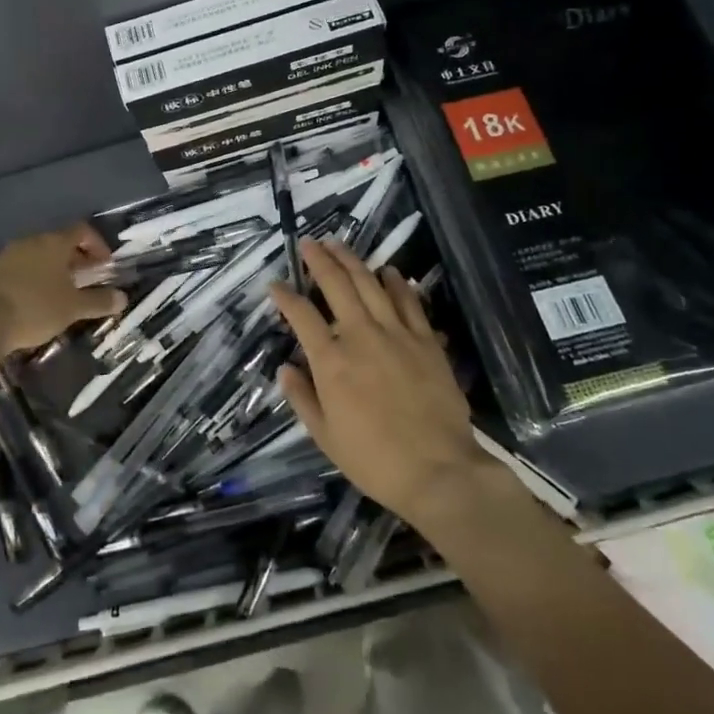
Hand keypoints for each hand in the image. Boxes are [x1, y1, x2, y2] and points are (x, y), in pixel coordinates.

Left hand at [0, 224, 127, 353]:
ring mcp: (9, 255)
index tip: (105, 265)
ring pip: (40, 255)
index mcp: (54, 243)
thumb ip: (100, 301)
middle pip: (60, 242)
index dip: (97, 245)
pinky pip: (22, 267)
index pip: (82, 230)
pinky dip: (35, 277)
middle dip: (77, 258)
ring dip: (55, 268)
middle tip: (88, 279)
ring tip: (63, 292)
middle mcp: (32, 241)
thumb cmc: (35, 308)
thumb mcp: (73, 308)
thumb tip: (123, 298)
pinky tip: (36, 300)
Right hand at [270, 238, 497, 528]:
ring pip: (371, 284)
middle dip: (319, 260)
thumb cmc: (374, 459)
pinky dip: (397, 283)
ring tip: (339, 244)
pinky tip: (389, 271)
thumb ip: (302, 397)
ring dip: (353, 260)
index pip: (301, 315)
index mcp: (331, 361)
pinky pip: (409, 302)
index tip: (275, 284)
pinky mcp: (426, 340)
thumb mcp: (325, 437)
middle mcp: (361, 336)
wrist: (438, 470)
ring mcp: (397, 334)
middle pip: (336, 285)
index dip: (285, 296)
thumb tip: (285, 367)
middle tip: (309, 243)